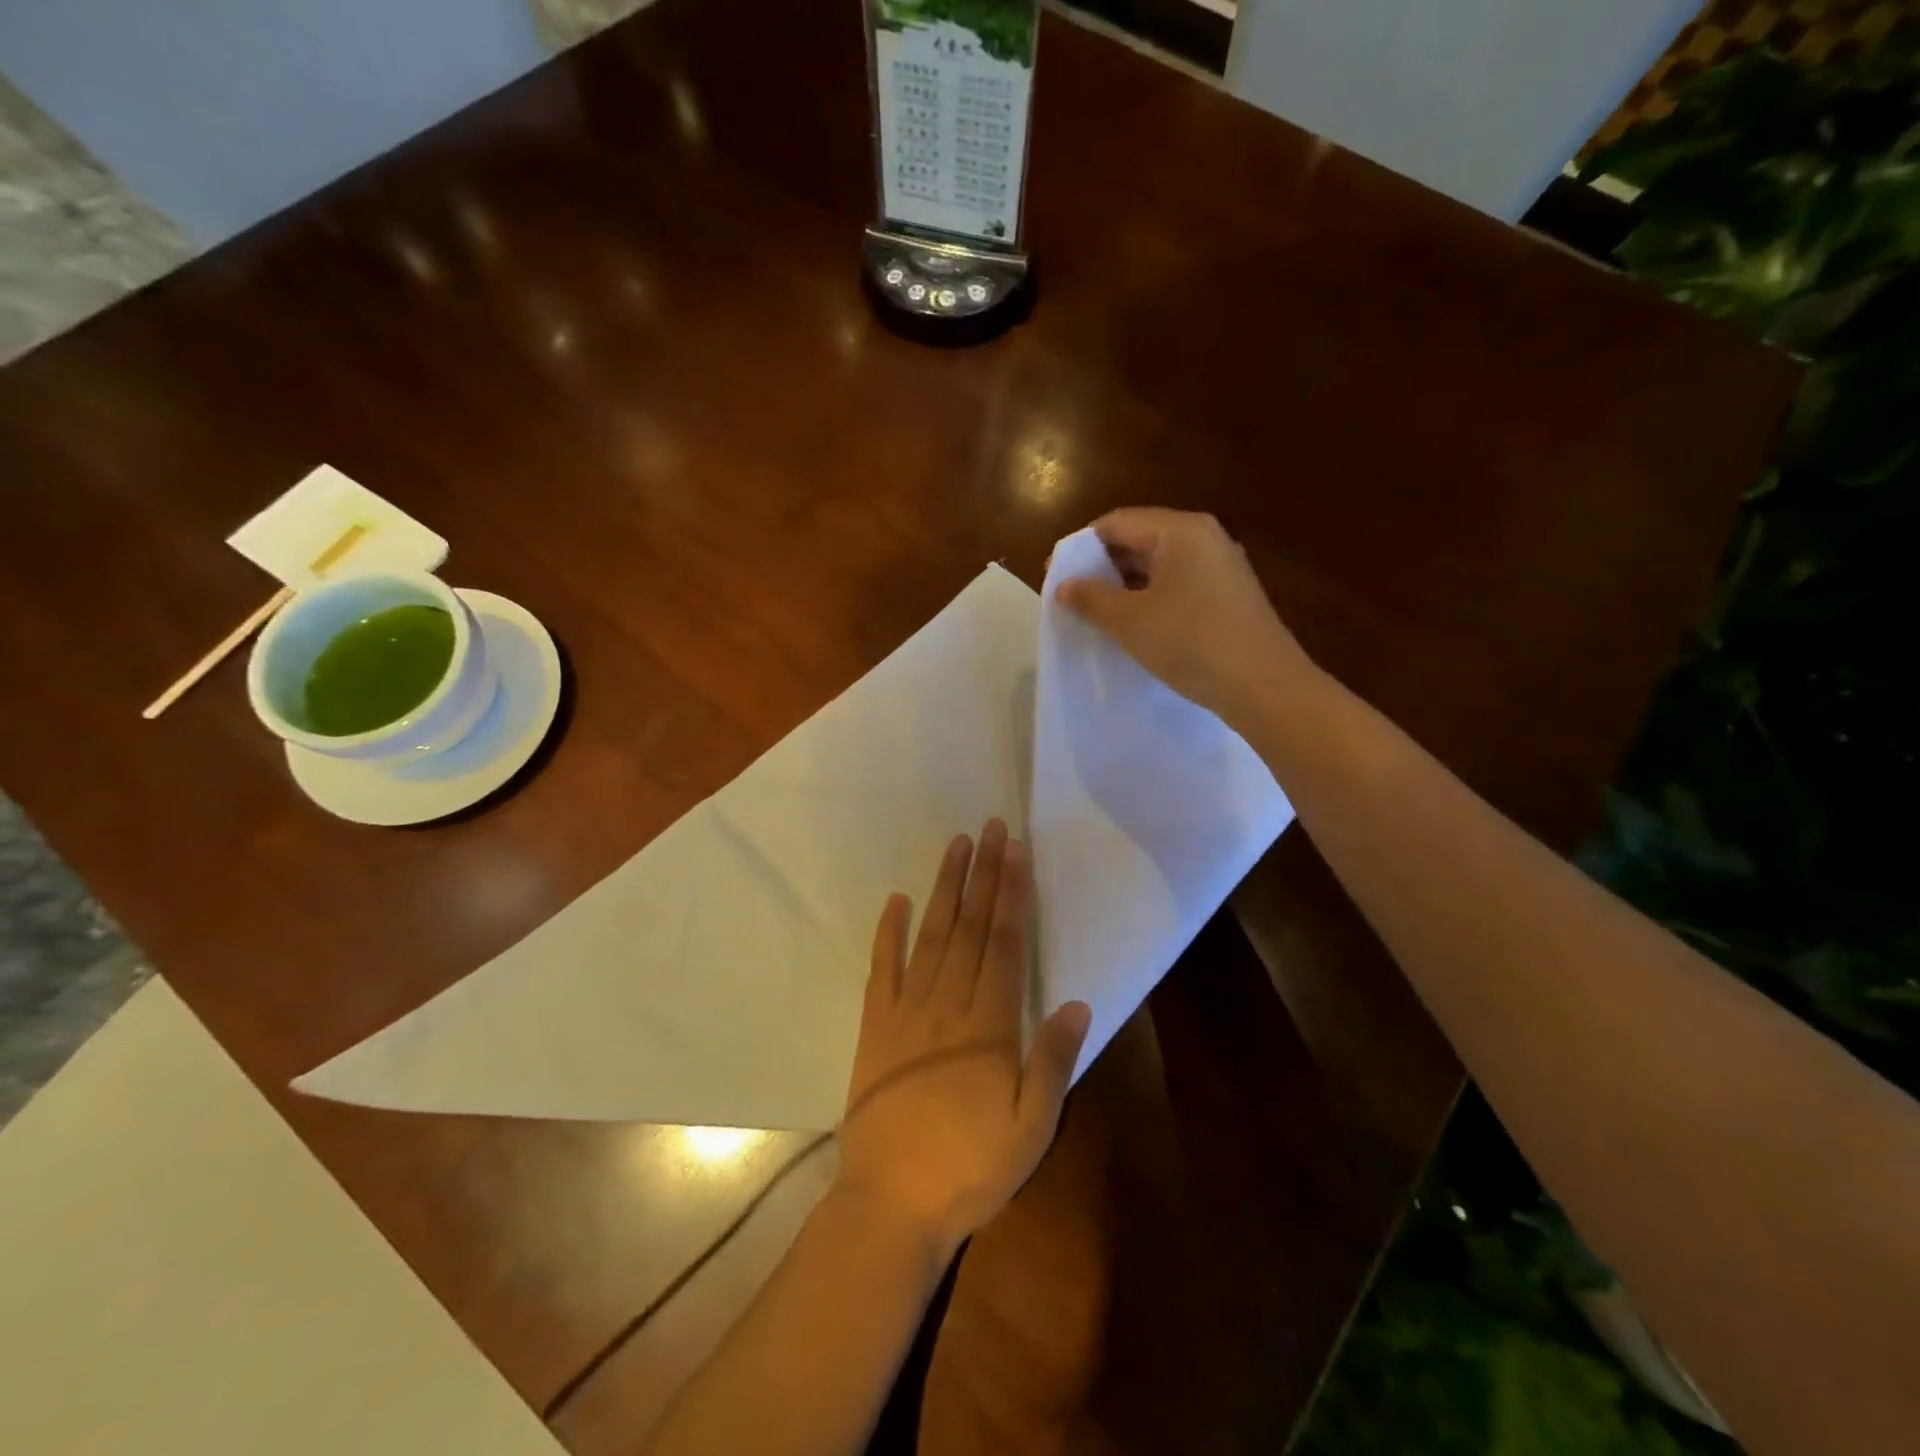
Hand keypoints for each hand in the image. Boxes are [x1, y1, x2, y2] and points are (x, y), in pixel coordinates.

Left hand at [838, 819, 1091, 1259]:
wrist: (890, 1203)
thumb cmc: (969, 1168)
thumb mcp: (1030, 1129)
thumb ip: (1052, 1062)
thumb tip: (1076, 1003)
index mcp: (988, 1024)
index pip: (1004, 943)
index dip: (1011, 894)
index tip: (1015, 851)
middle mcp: (947, 1004)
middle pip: (969, 927)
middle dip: (982, 874)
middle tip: (989, 827)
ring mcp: (906, 1011)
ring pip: (930, 936)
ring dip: (944, 889)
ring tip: (955, 846)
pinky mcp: (875, 1026)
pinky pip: (882, 969)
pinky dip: (888, 932)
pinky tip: (895, 900)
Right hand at [1056, 508, 1312, 728]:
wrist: (1264, 686)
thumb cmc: (1190, 642)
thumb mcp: (1130, 620)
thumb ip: (1091, 598)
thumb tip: (1063, 585)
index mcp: (1180, 530)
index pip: (1116, 522)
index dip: (1079, 547)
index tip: (1054, 576)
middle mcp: (1204, 538)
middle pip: (1138, 539)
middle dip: (1101, 567)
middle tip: (1072, 597)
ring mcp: (1220, 567)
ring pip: (1158, 565)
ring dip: (1124, 586)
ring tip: (1095, 614)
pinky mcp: (1228, 596)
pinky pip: (1177, 585)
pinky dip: (1149, 598)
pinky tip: (1134, 626)